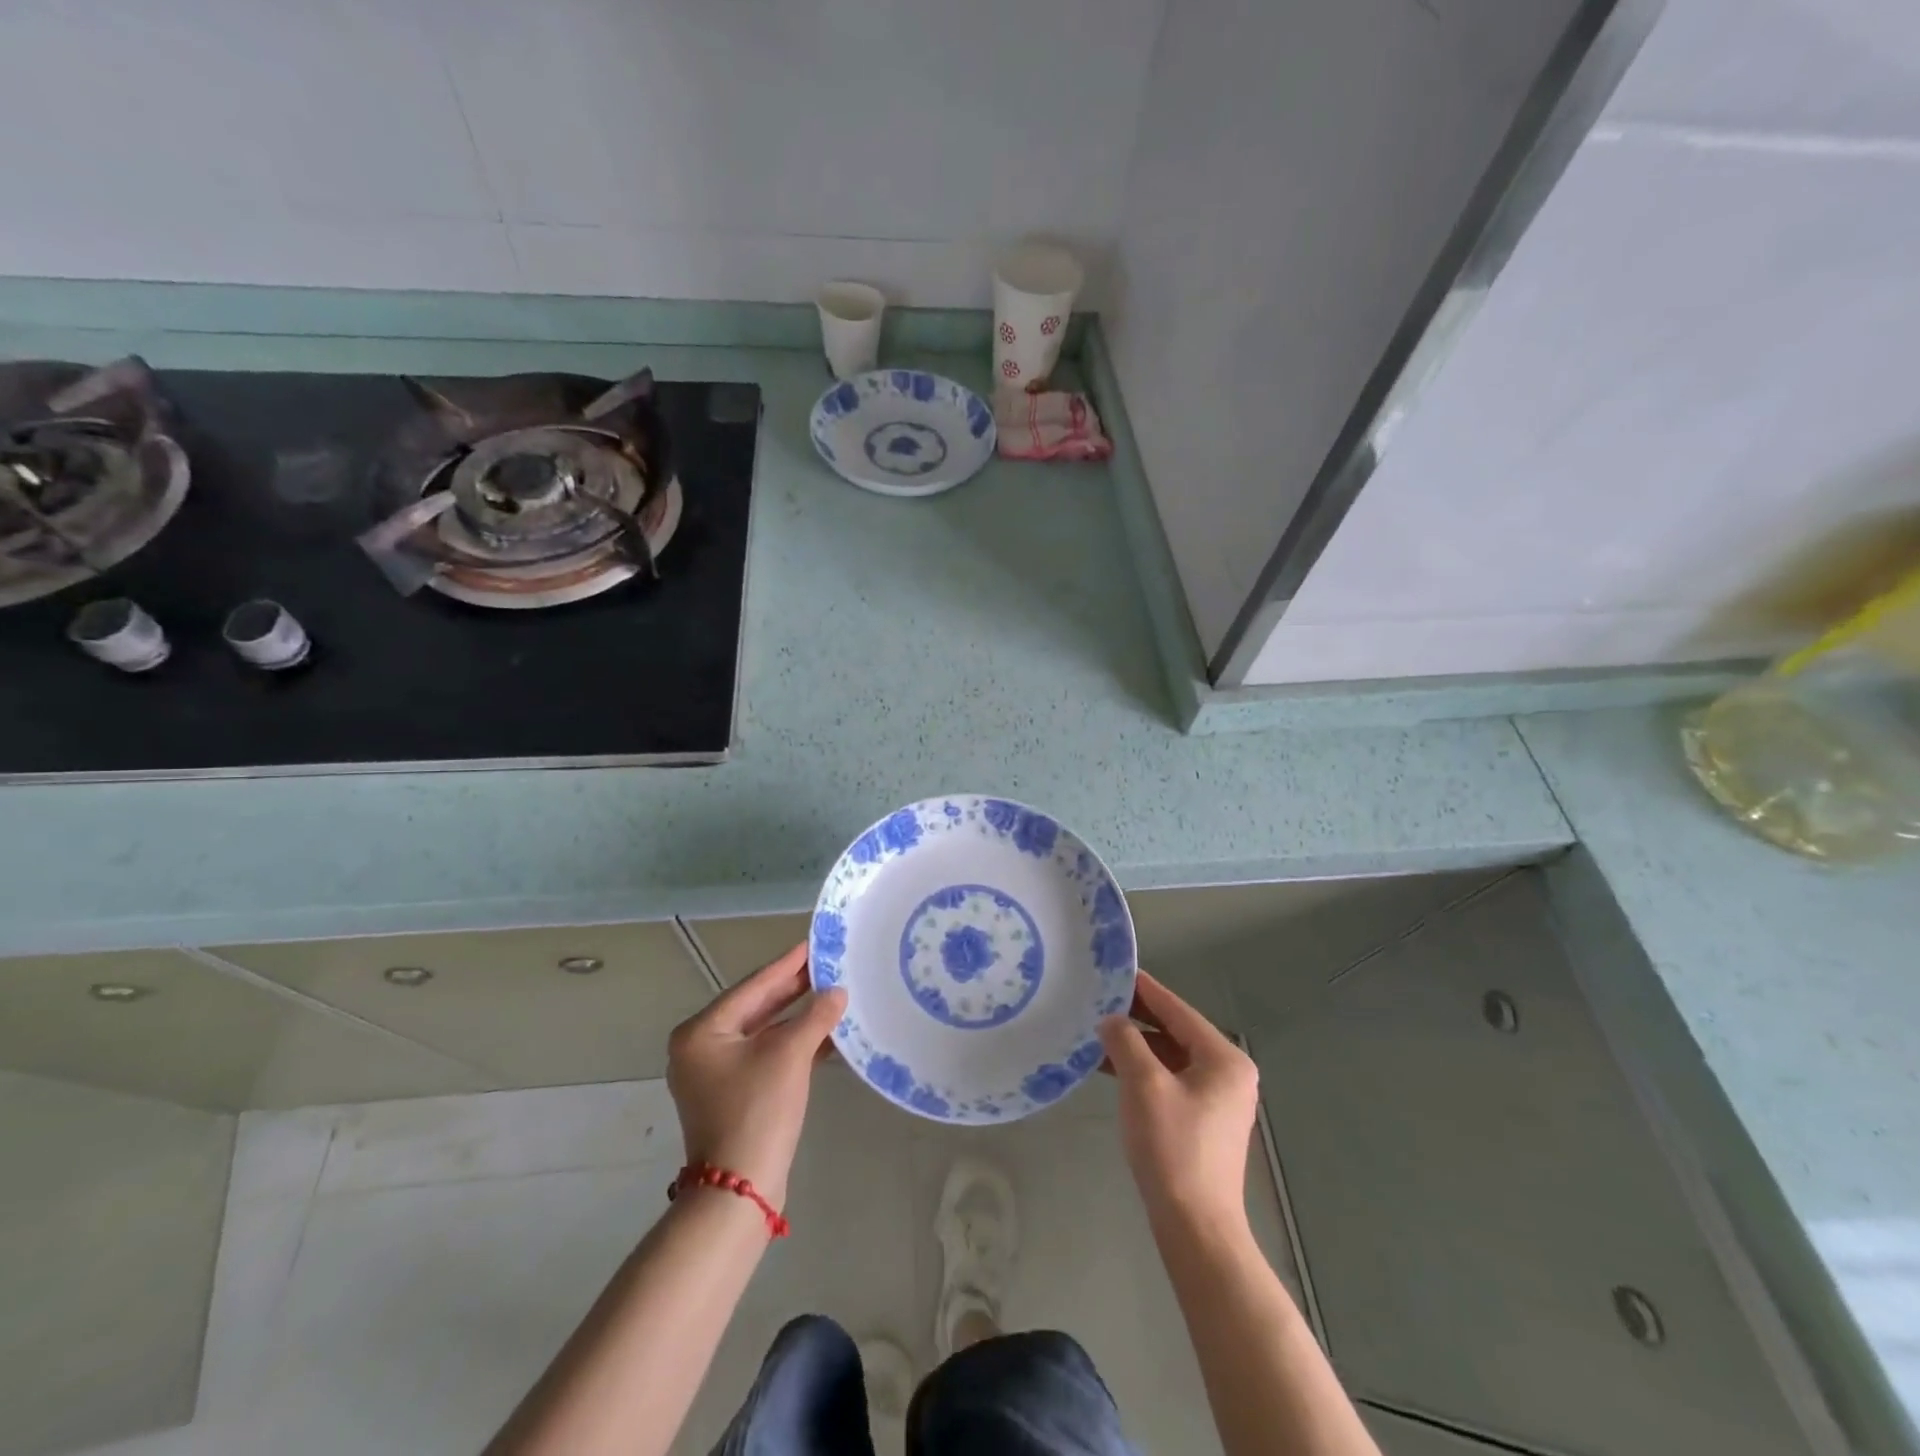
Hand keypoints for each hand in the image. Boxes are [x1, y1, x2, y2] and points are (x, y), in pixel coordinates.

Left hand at [665, 943, 846, 1210]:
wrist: (740, 1190)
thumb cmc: (757, 1111)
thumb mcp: (789, 1055)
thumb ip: (815, 1016)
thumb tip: (838, 992)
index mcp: (701, 1032)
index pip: (753, 987)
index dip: (787, 965)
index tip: (813, 943)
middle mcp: (702, 1047)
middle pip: (756, 1007)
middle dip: (793, 989)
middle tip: (827, 965)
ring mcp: (716, 1073)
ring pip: (764, 1032)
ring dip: (797, 1017)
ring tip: (832, 993)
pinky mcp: (734, 1094)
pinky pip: (766, 1055)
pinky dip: (794, 1044)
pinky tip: (825, 1033)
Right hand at [1098, 971, 1259, 1232]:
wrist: (1195, 1226)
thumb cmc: (1172, 1147)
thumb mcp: (1143, 1085)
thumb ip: (1125, 1041)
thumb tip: (1111, 1020)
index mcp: (1223, 1058)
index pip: (1177, 1010)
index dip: (1144, 989)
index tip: (1114, 970)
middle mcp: (1228, 1072)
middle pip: (1175, 1031)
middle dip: (1137, 1017)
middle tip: (1098, 999)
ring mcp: (1218, 1098)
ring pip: (1170, 1057)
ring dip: (1136, 1045)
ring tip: (1096, 1031)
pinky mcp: (1203, 1120)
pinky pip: (1170, 1079)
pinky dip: (1143, 1070)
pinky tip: (1110, 1067)